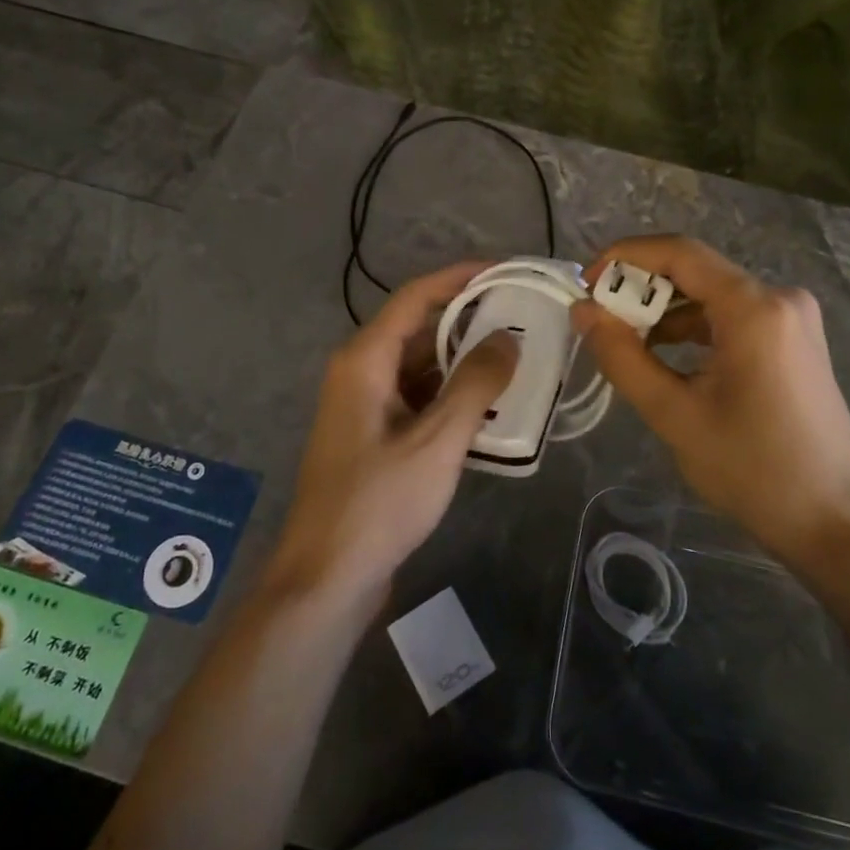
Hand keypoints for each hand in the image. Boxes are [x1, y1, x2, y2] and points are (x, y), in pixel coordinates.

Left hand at [270, 264, 518, 601]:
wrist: (327, 578)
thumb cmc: (379, 502)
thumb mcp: (437, 441)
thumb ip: (475, 384)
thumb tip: (507, 337)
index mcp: (364, 360)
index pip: (416, 297)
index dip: (460, 278)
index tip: (505, 271)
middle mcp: (360, 373)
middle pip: (418, 329)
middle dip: (469, 321)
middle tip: (522, 318)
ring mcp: (365, 407)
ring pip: (419, 367)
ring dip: (462, 362)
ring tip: (516, 359)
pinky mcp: (374, 437)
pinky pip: (417, 399)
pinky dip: (450, 396)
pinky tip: (488, 407)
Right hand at [571, 235, 849, 555]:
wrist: (832, 518)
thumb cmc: (751, 468)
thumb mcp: (673, 413)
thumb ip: (622, 356)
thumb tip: (583, 311)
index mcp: (754, 308)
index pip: (680, 253)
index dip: (626, 257)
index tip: (587, 284)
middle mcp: (779, 297)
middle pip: (696, 271)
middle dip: (642, 289)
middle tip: (600, 319)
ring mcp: (792, 317)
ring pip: (712, 294)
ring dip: (666, 312)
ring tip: (625, 341)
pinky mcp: (794, 339)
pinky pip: (732, 315)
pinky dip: (693, 328)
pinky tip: (665, 355)